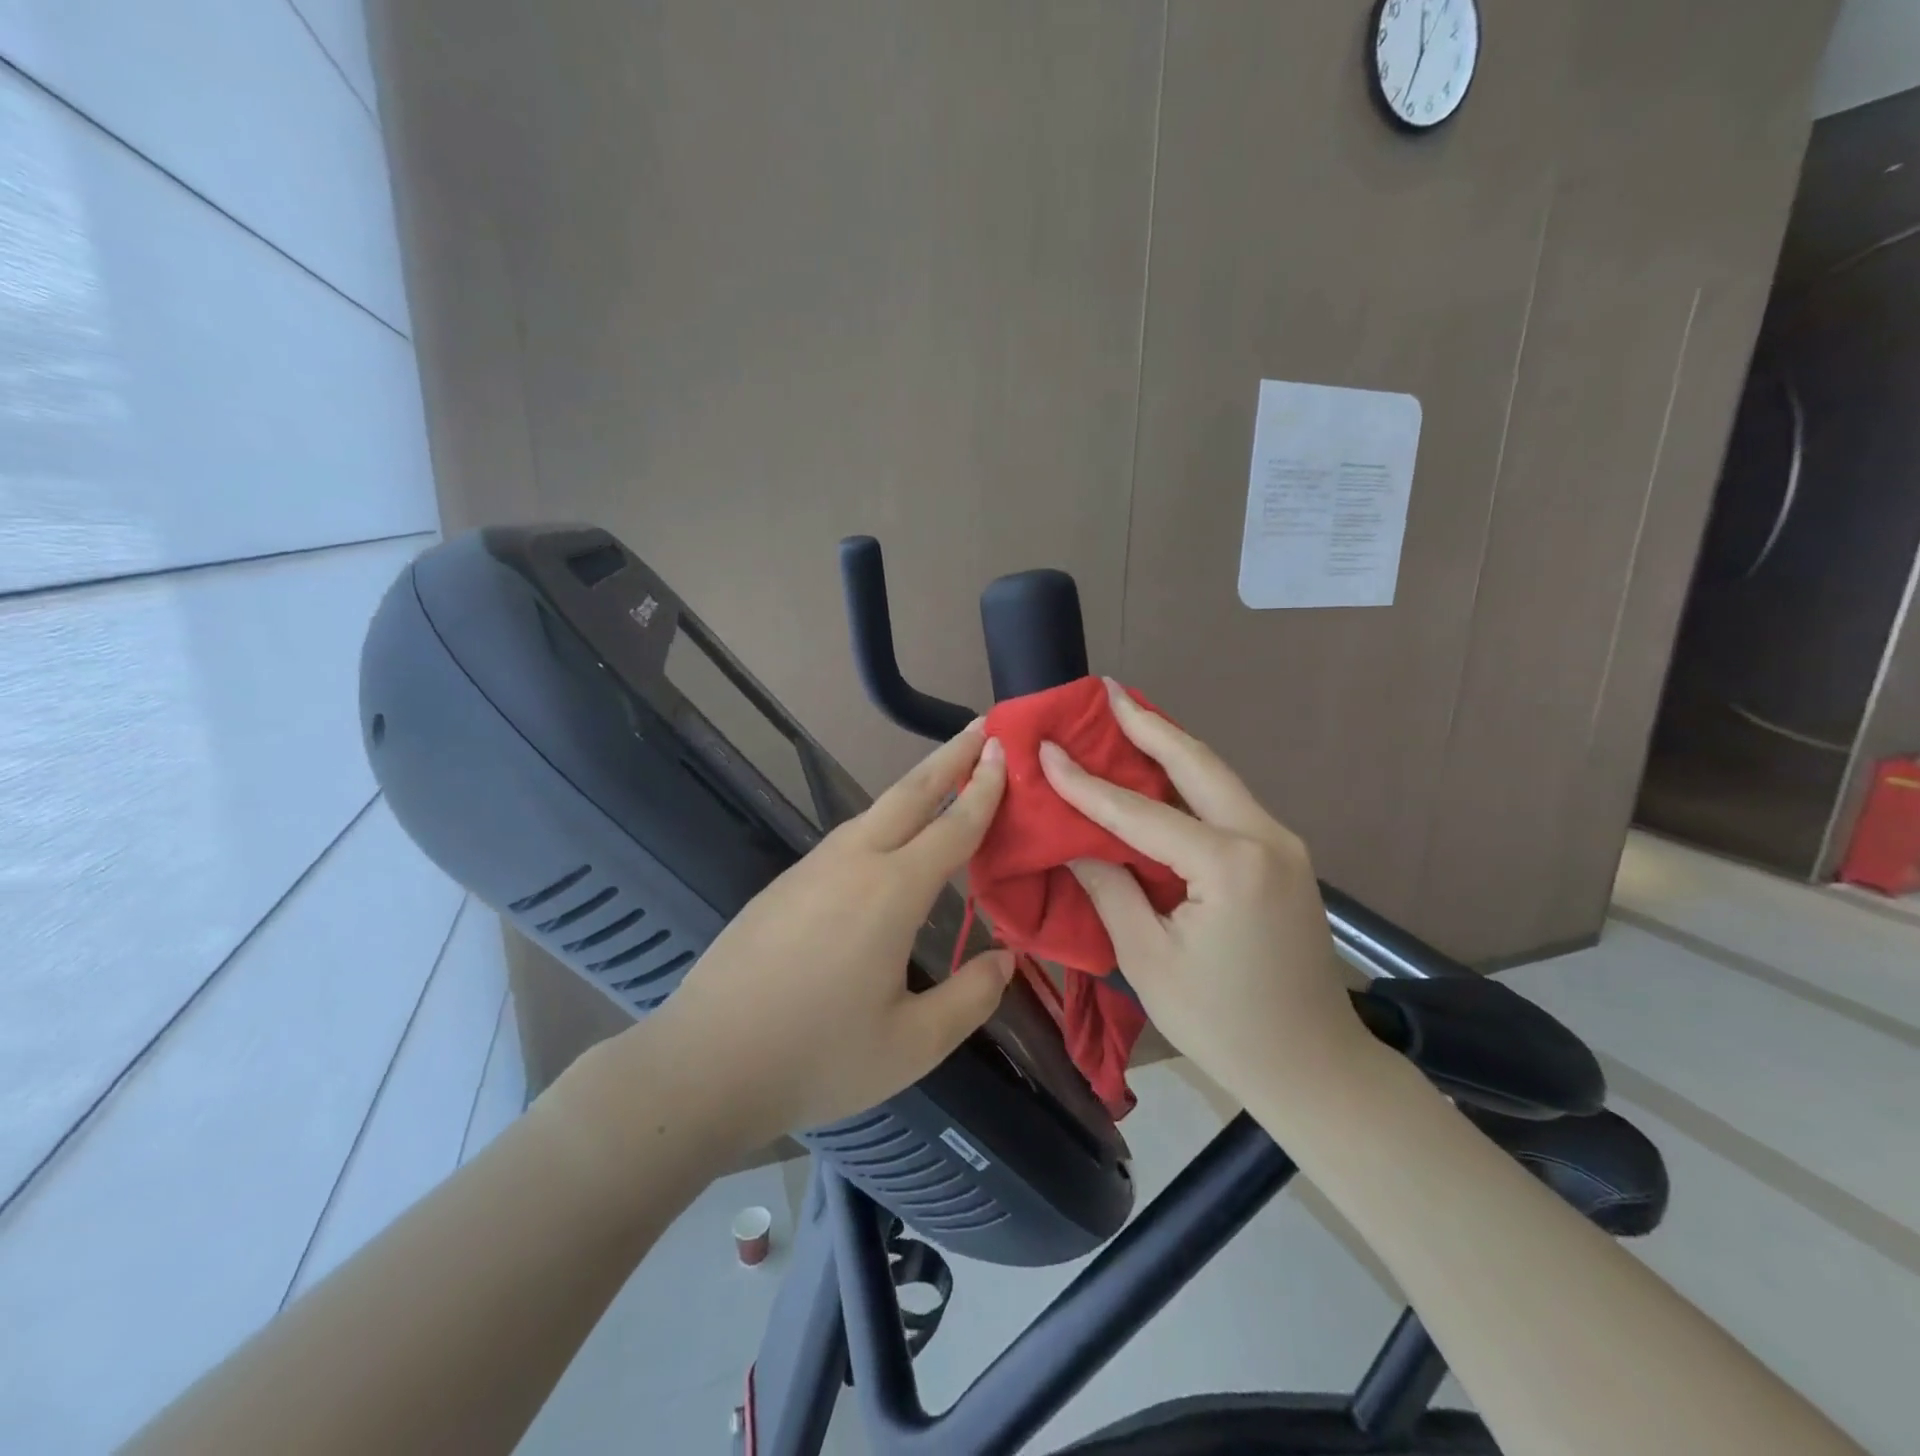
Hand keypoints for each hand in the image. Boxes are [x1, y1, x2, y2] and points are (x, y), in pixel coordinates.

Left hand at [564, 724, 1015, 1158]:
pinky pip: (846, 836)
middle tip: (979, 725)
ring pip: (873, 811)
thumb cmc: (816, 1057)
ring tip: (943, 775)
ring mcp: (811, 868)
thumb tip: (1007, 959)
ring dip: (914, 785)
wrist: (704, 1063)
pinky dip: (882, 819)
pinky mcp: (783, 884)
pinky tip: (886, 839)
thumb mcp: (913, 1044)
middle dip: (949, 756)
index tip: (1002, 748)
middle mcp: (853, 862)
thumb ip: (971, 998)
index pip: (953, 826)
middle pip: (910, 794)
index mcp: (891, 891)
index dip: (983, 788)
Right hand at [1038, 681, 1369, 1107]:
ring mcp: (1282, 844)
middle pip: (1197, 763)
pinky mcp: (1284, 856)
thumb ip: (1111, 889)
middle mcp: (1264, 838)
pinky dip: (1190, 778)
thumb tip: (1074, 842)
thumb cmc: (1223, 1025)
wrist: (1315, 1068)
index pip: (1140, 812)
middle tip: (1105, 689)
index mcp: (1228, 866)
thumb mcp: (1149, 960)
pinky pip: (1228, 802)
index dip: (1086, 782)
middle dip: (1147, 723)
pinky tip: (1161, 769)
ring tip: (1127, 715)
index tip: (1046, 748)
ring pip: (1217, 776)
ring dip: (1170, 744)